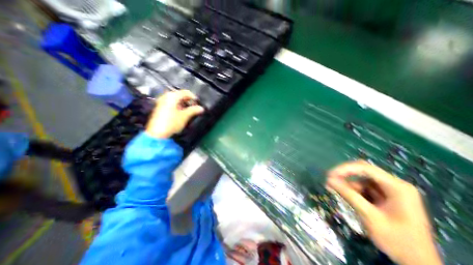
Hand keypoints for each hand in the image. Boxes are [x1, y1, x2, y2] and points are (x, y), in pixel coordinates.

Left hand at [146, 90, 204, 138]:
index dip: (194, 97)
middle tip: (195, 108)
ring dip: (184, 104)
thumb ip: (194, 110)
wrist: (157, 134)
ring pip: (176, 100)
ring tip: (190, 111)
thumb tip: (201, 108)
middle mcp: (166, 97)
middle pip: (180, 95)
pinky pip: (171, 104)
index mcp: (172, 96)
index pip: (186, 92)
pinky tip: (182, 113)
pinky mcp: (160, 108)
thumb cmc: (172, 123)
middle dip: (189, 101)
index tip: (199, 104)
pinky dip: (178, 106)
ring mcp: (162, 102)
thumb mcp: (185, 116)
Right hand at [327, 160, 441, 264]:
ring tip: (333, 190)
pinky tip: (345, 196)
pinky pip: (363, 188)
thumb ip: (349, 195)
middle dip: (344, 175)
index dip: (345, 169)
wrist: (418, 264)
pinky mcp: (384, 196)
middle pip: (363, 172)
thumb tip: (329, 180)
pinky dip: (352, 191)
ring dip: (347, 185)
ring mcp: (390, 190)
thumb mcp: (370, 216)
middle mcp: (394, 184)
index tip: (329, 175)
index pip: (365, 168)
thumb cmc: (398, 241)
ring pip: (361, 180)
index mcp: (397, 187)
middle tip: (329, 180)